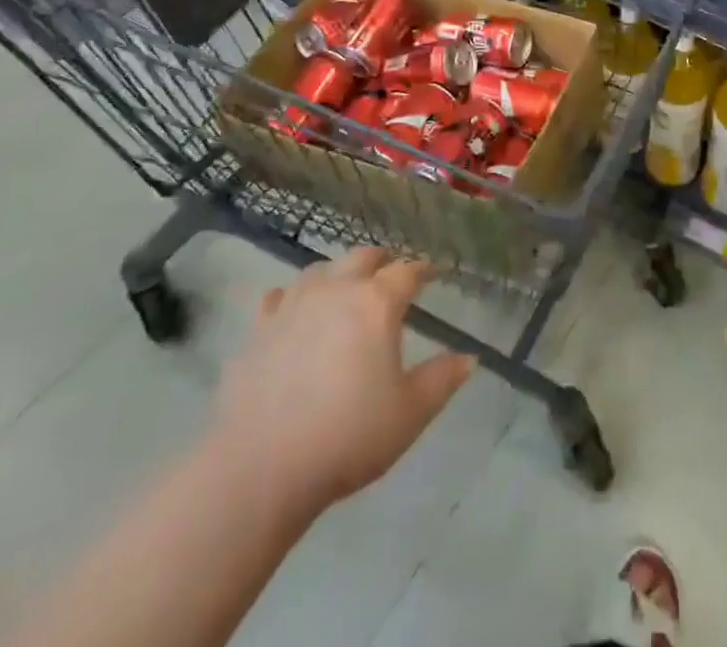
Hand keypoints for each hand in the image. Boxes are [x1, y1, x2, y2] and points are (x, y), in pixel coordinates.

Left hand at [209, 248, 474, 521]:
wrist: (260, 469)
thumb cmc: (347, 437)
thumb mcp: (409, 414)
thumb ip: (442, 380)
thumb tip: (469, 358)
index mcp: (377, 302)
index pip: (407, 271)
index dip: (423, 270)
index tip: (432, 274)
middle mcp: (337, 290)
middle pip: (363, 257)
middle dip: (381, 262)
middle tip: (390, 276)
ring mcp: (292, 306)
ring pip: (319, 271)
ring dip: (337, 275)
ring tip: (344, 292)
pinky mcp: (257, 330)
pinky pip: (278, 298)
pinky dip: (291, 299)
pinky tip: (293, 315)